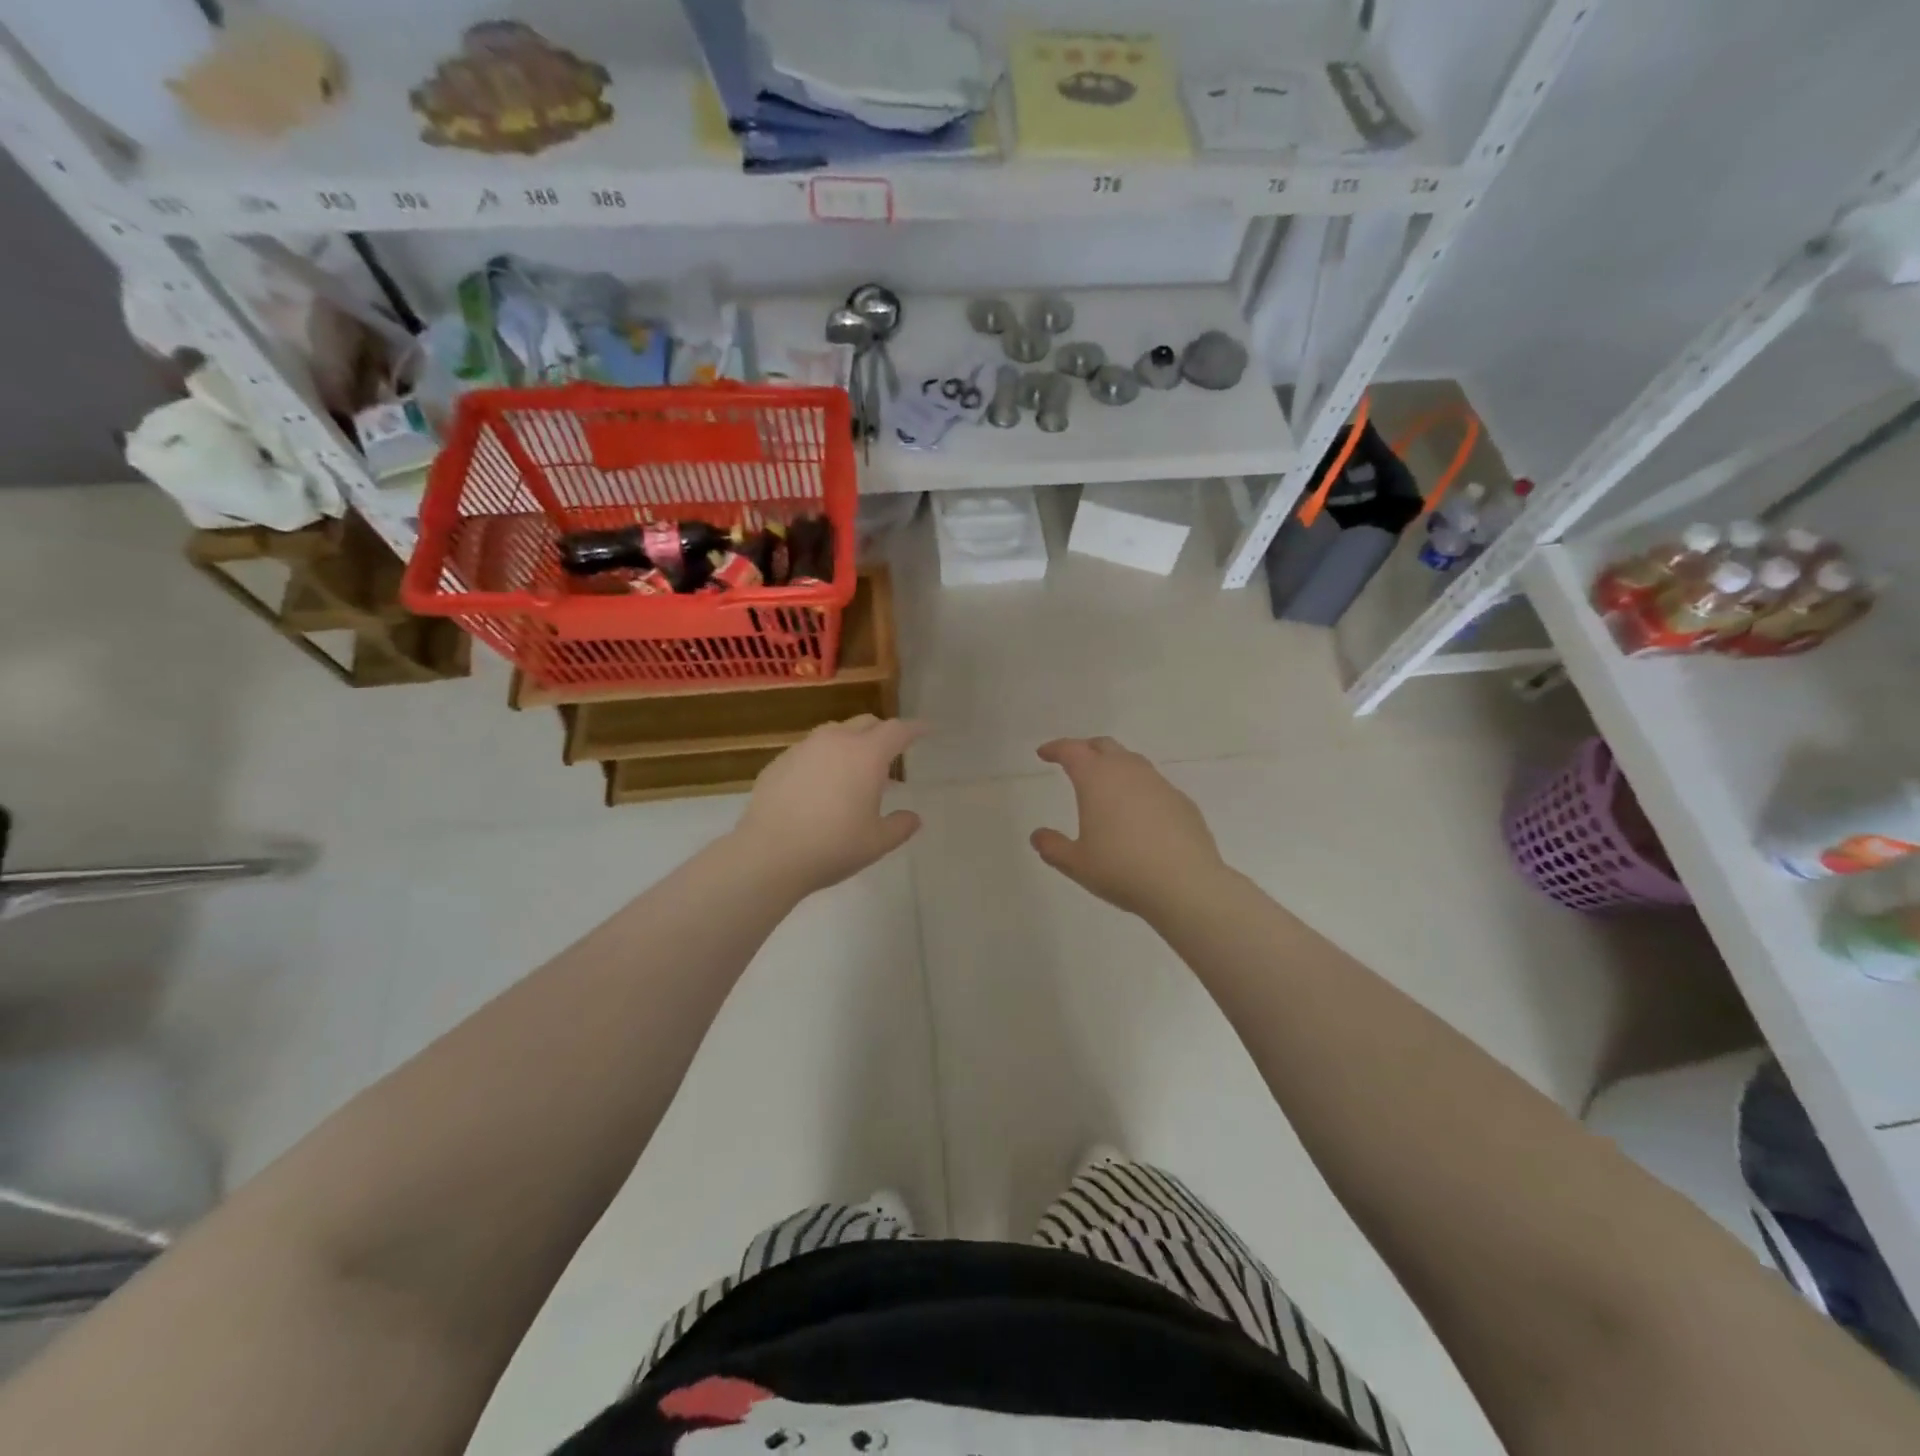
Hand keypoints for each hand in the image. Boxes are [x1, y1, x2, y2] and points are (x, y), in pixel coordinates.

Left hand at [734, 716, 925, 897]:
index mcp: (866, 755)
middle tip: (889, 757)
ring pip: (834, 733)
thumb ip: (900, 826)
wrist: (768, 855)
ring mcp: (803, 749)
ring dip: (851, 745)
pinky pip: (809, 752)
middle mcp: (835, 741)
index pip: (897, 730)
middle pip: (866, 723)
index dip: (915, 729)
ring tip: (853, 774)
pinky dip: (823, 760)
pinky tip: (819, 788)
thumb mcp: (876, 843)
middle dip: (882, 734)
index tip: (926, 730)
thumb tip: (913, 817)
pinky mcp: (778, 762)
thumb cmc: (832, 847)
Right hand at [1031, 737, 1226, 915]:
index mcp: (1096, 779)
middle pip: (1104, 746)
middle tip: (1074, 761)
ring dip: (1115, 766)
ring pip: (1132, 762)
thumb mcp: (1077, 864)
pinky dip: (1139, 789)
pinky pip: (1154, 785)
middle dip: (1085, 749)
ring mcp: (1159, 784)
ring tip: (1106, 785)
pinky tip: (1138, 813)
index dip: (1055, 748)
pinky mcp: (1182, 801)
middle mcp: (1128, 772)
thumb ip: (1053, 847)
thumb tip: (1038, 836)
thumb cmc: (1122, 870)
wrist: (1186, 884)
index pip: (1072, 751)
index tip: (1044, 753)